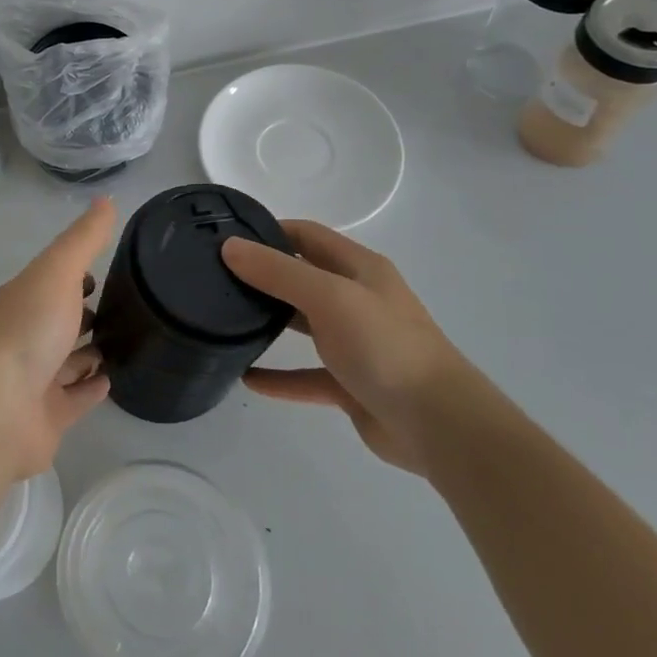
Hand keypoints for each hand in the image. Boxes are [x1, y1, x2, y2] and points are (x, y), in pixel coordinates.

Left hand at [0, 198, 115, 480]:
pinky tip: (114, 380)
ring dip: (93, 352)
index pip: (54, 281)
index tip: (109, 268)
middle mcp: (27, 336)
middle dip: (87, 313)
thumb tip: (106, 199)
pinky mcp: (48, 416)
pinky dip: (92, 388)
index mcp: (23, 299)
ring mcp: (35, 378)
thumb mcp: (57, 272)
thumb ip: (83, 240)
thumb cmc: (26, 330)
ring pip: (70, 360)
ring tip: (130, 341)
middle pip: (61, 321)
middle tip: (127, 307)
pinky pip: (75, 398)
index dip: (78, 273)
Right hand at [222, 222, 474, 474]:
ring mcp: (356, 344)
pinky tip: (248, 378)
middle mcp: (358, 300)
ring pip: (303, 325)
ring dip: (269, 322)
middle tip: (216, 278)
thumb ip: (278, 272)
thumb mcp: (329, 297)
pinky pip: (306, 375)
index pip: (307, 235)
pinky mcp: (351, 385)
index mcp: (360, 269)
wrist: (440, 426)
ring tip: (226, 320)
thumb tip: (229, 246)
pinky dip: (279, 376)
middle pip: (302, 278)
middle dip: (263, 275)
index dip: (269, 230)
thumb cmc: (385, 346)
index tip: (226, 237)